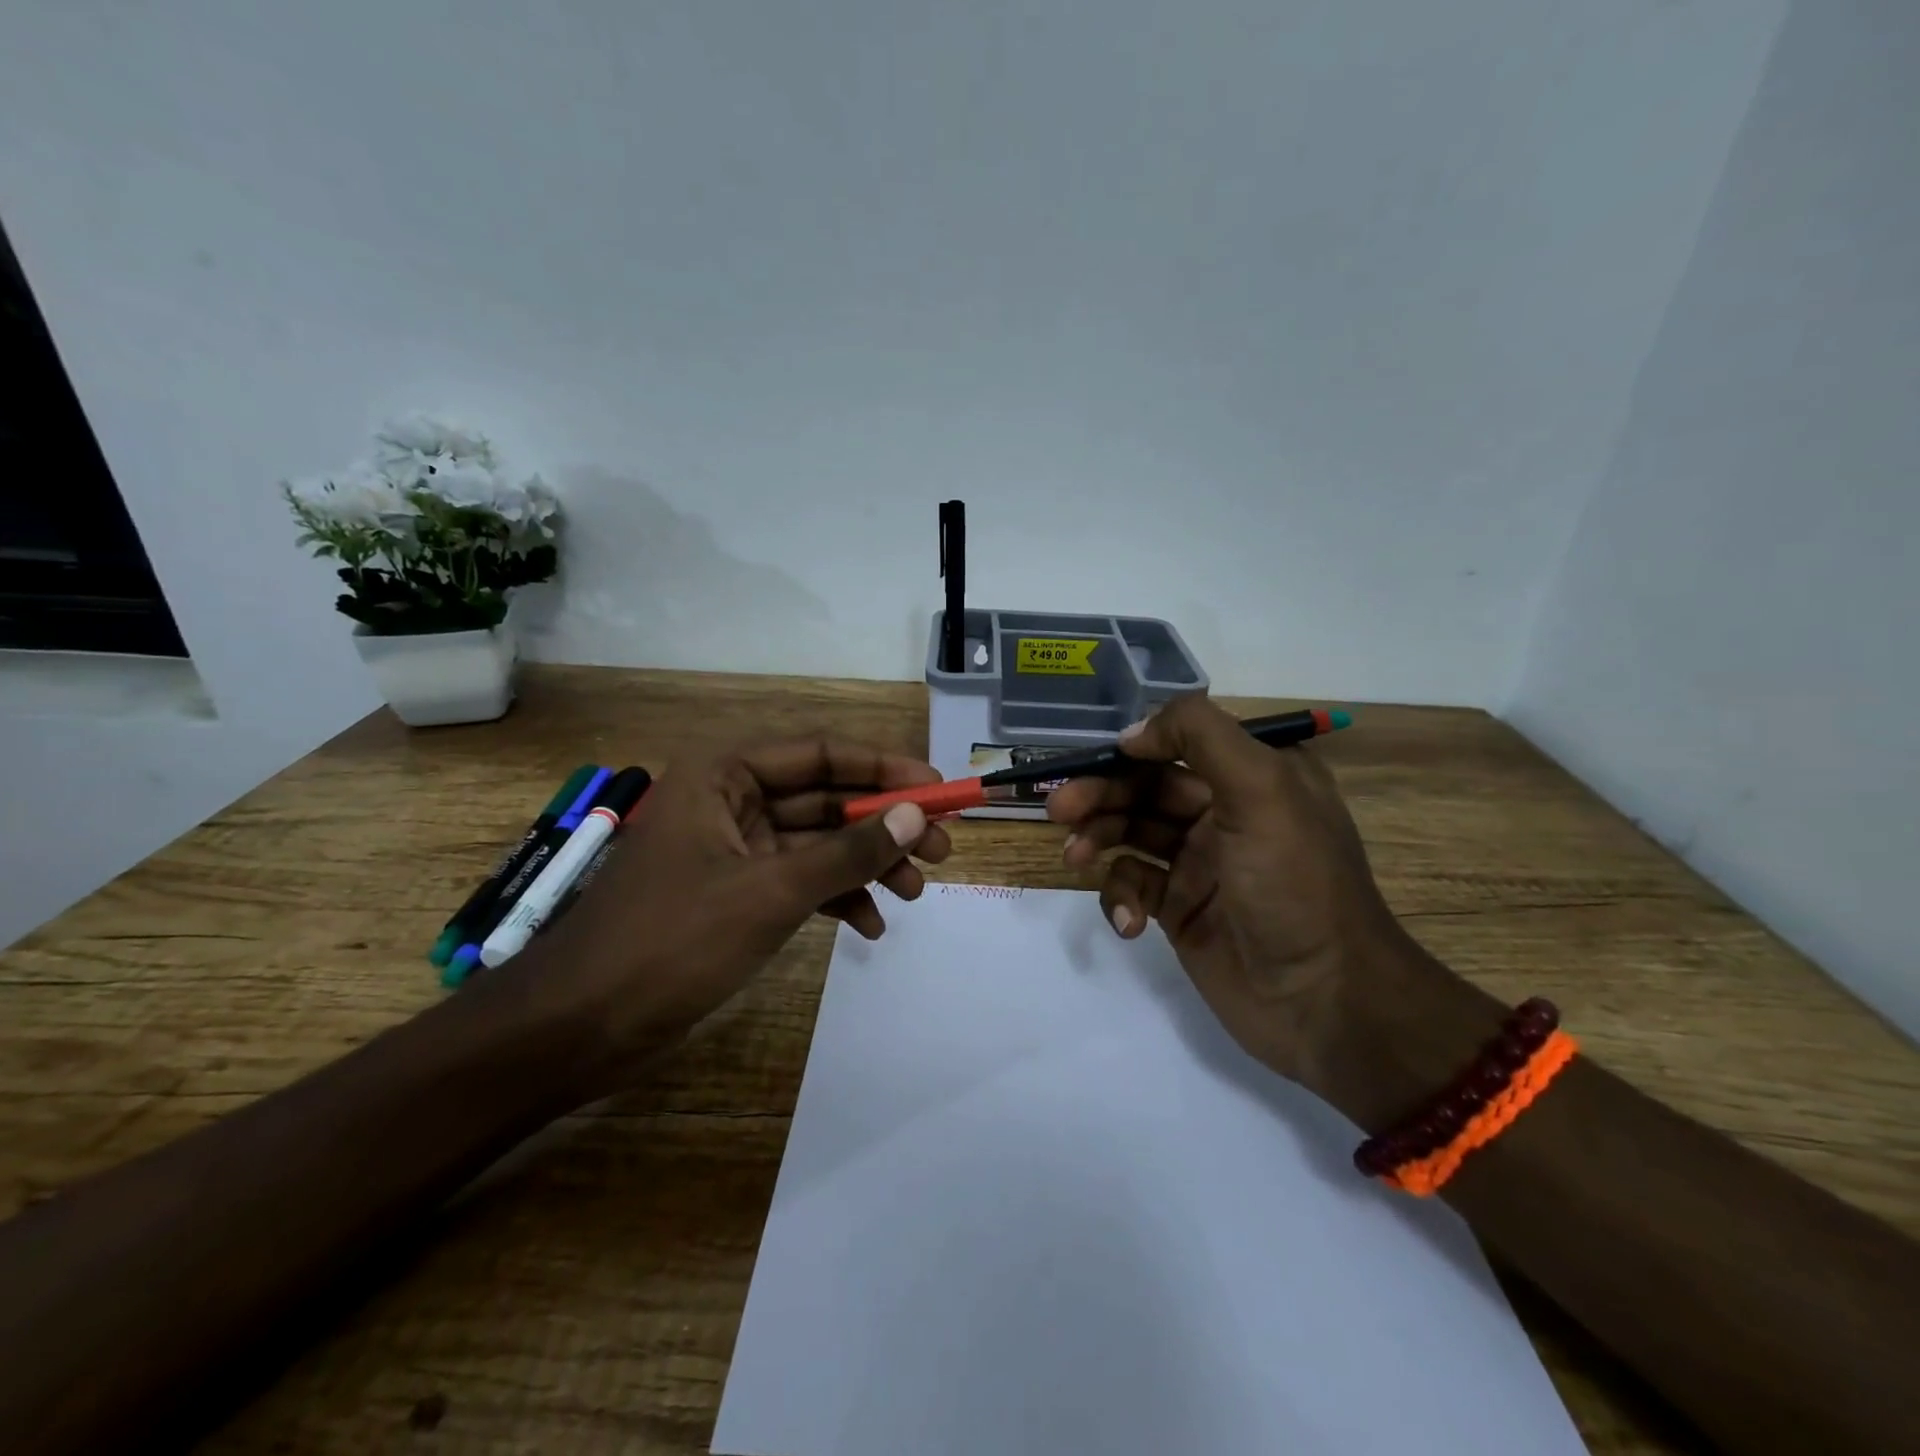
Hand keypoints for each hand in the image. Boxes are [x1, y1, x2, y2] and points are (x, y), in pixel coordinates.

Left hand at [519, 737, 951, 1094]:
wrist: (577, 1029)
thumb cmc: (669, 942)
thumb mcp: (770, 893)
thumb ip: (847, 852)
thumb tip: (916, 813)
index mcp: (725, 774)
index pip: (821, 753)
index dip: (884, 767)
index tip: (938, 787)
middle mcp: (731, 800)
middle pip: (826, 798)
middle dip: (884, 825)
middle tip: (942, 849)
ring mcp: (734, 849)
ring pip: (818, 842)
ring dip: (867, 865)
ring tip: (916, 894)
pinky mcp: (736, 893)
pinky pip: (800, 881)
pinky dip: (836, 898)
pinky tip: (871, 927)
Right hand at [1047, 695, 1413, 1087]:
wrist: (1325, 1002)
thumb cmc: (1295, 884)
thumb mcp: (1262, 790)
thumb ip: (1199, 737)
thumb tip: (1133, 733)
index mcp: (1253, 776)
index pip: (1178, 744)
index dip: (1132, 749)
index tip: (1095, 762)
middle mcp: (1225, 813)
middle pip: (1145, 789)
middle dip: (1100, 795)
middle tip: (1058, 810)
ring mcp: (1200, 864)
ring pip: (1131, 834)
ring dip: (1098, 840)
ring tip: (1074, 859)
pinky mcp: (1180, 910)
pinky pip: (1134, 886)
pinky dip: (1120, 897)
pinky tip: (1129, 922)